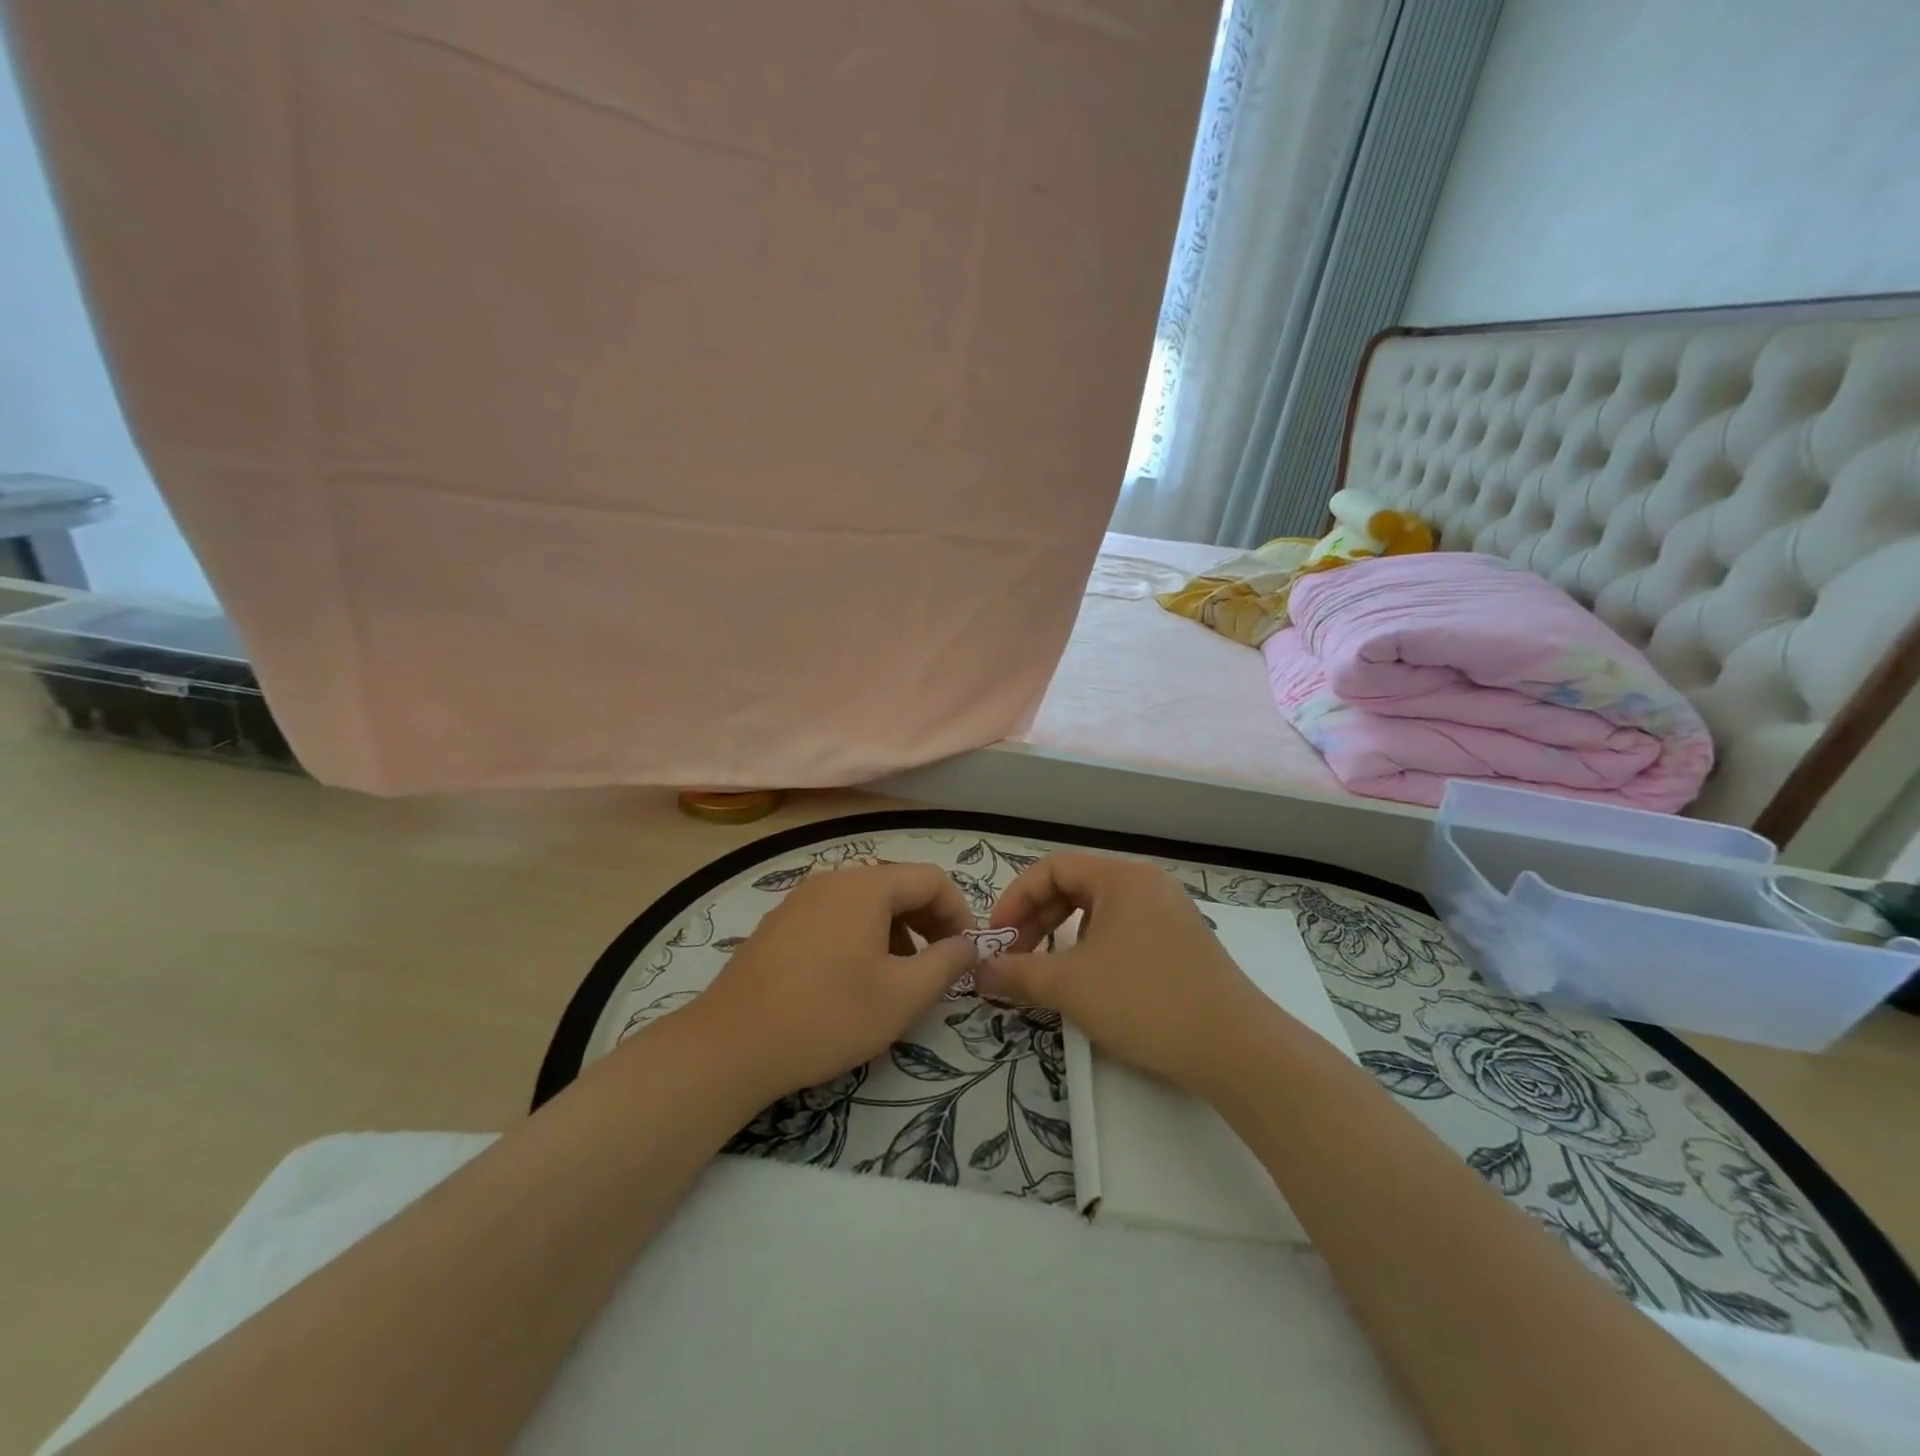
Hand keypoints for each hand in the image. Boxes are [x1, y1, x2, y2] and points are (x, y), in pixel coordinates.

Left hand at [679, 862, 976, 1102]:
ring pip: (867, 902)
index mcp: (866, 886)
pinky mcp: (780, 923)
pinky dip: (862, 935)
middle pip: (898, 885)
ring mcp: (801, 899)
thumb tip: (968, 945)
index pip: (932, 880)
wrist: (731, 1045)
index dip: (959, 914)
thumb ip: (947, 964)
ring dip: (897, 931)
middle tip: (940, 966)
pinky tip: (854, 978)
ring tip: (899, 976)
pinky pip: (836, 915)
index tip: (966, 955)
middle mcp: (833, 879)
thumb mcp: (902, 996)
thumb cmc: (828, 1016)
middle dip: (929, 922)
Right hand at [977, 853, 1269, 1091]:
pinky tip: (1090, 982)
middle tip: (1017, 956)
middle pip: (1075, 886)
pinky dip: (1094, 948)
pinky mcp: (1182, 943)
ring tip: (1049, 971)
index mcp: (1121, 877)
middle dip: (1038, 919)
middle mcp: (1147, 884)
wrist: (1235, 1048)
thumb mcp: (1070, 986)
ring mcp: (1169, 912)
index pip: (1053, 868)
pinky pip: (1124, 930)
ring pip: (1099, 910)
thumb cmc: (1145, 1000)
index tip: (999, 938)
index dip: (1017, 899)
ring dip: (1063, 935)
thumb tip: (979, 971)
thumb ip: (1018, 973)